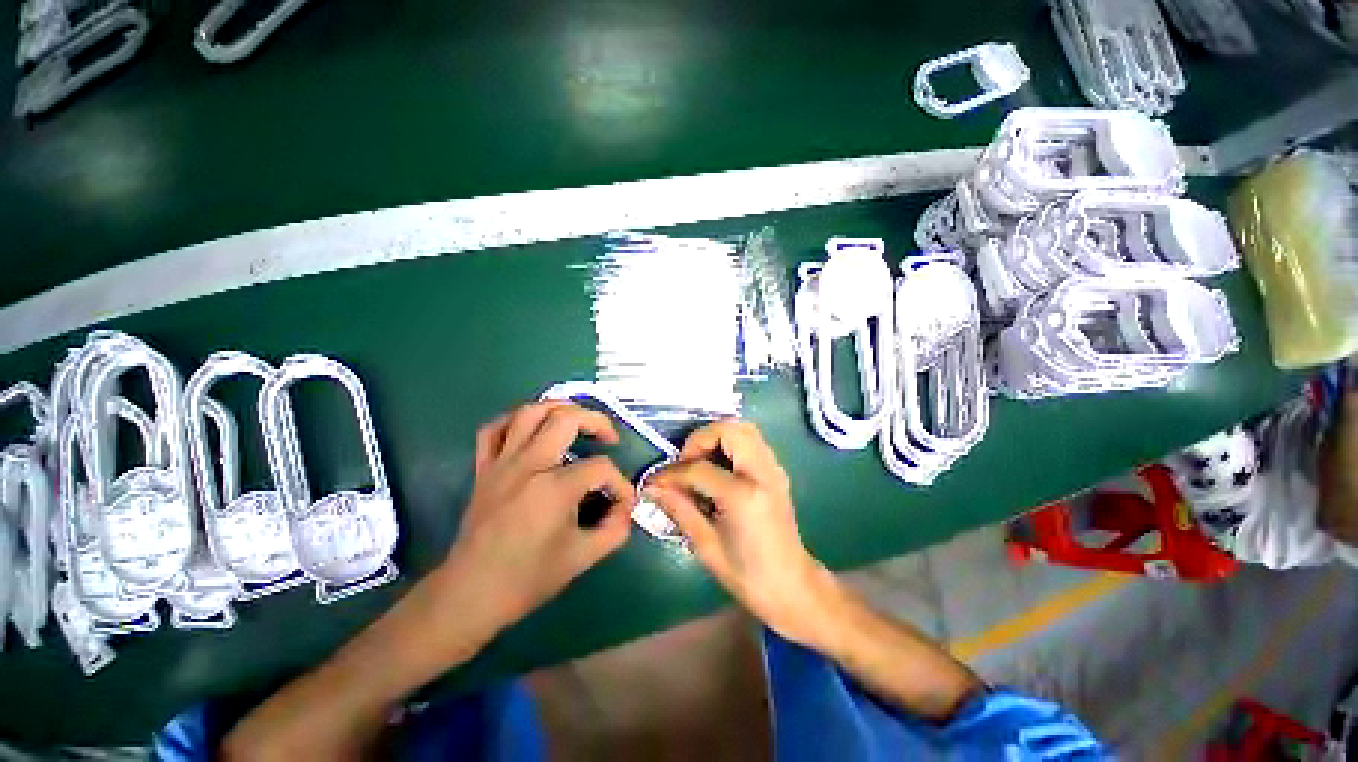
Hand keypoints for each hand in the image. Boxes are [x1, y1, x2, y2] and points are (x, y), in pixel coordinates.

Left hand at [440, 402, 637, 635]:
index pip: (600, 469)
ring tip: (577, 420)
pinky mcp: (484, 469)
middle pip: (567, 418)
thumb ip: (614, 529)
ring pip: (530, 412)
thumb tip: (626, 508)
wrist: (469, 595)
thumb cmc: (527, 579)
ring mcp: (502, 463)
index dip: (620, 484)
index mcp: (554, 487)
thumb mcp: (582, 558)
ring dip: (559, 408)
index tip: (624, 503)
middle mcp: (528, 465)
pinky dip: (516, 420)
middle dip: (597, 422)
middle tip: (609, 438)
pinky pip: (495, 429)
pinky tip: (532, 429)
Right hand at [645, 420, 838, 645]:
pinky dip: (731, 443)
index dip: (672, 473)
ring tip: (700, 462)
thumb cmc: (747, 575)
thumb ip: (679, 508)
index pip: (699, 468)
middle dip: (700, 439)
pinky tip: (719, 468)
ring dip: (717, 436)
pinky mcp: (777, 471)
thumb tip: (653, 488)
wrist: (793, 587)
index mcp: (744, 495)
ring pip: (744, 428)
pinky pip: (752, 441)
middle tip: (686, 462)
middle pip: (729, 430)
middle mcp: (762, 472)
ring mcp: (774, 469)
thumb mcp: (706, 545)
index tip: (655, 482)